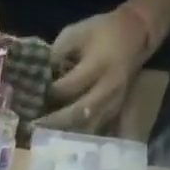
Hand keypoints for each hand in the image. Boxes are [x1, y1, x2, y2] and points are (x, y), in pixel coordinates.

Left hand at [36, 8, 155, 133]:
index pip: (70, 86)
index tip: (33, 97)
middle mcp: (108, 87)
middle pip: (79, 112)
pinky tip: (59, 137)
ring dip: (64, 134)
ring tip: (43, 136)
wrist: (136, 34)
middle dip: (54, 122)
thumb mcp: (76, 32)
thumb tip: (37, 78)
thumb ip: (56, 54)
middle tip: (33, 128)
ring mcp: (114, 102)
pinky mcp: (114, 111)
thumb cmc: (101, 32)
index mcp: (99, 64)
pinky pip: (94, 129)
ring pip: (87, 127)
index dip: (50, 93)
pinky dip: (76, 135)